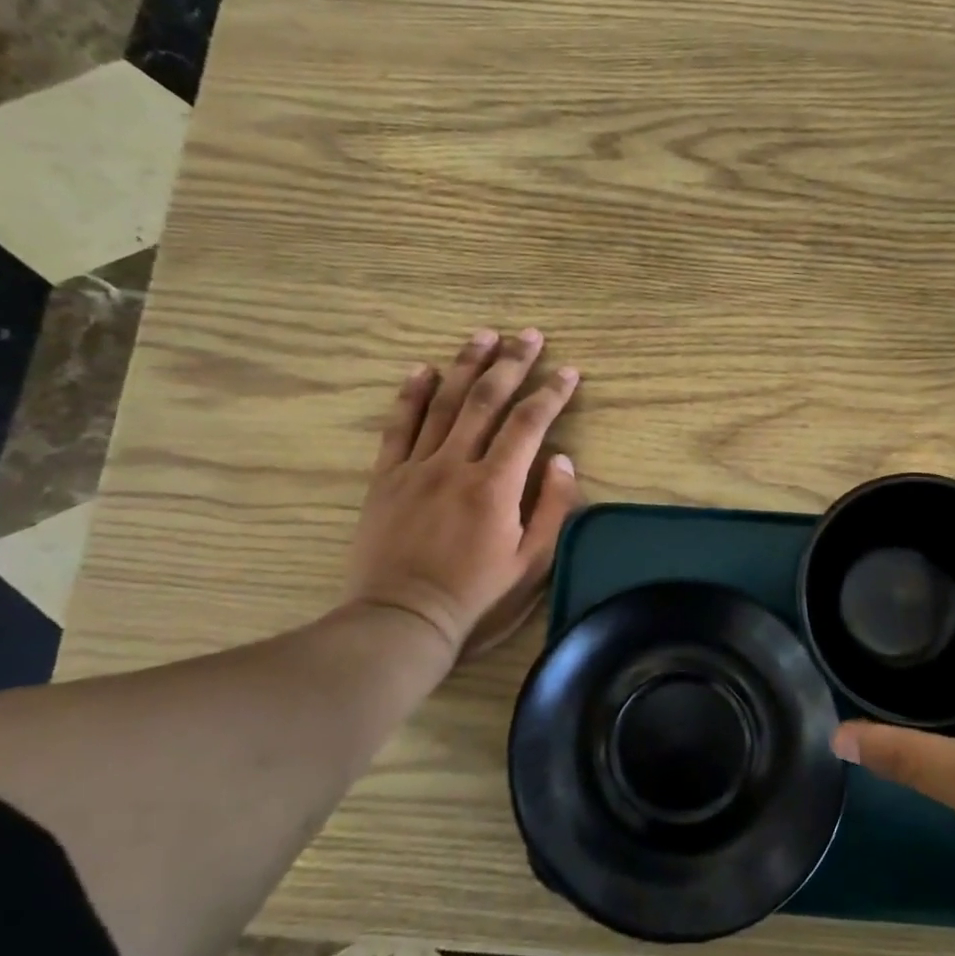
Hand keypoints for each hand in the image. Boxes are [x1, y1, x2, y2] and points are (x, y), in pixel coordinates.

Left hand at [346, 329, 582, 659]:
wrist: (401, 621)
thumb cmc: (476, 598)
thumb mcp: (532, 564)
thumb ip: (552, 508)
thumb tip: (562, 459)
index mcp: (495, 486)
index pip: (529, 423)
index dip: (551, 393)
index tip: (569, 371)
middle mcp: (456, 465)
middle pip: (486, 400)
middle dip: (512, 363)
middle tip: (529, 334)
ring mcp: (416, 468)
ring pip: (443, 404)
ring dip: (466, 366)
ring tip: (484, 335)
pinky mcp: (386, 479)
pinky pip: (398, 427)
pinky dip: (411, 395)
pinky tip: (423, 369)